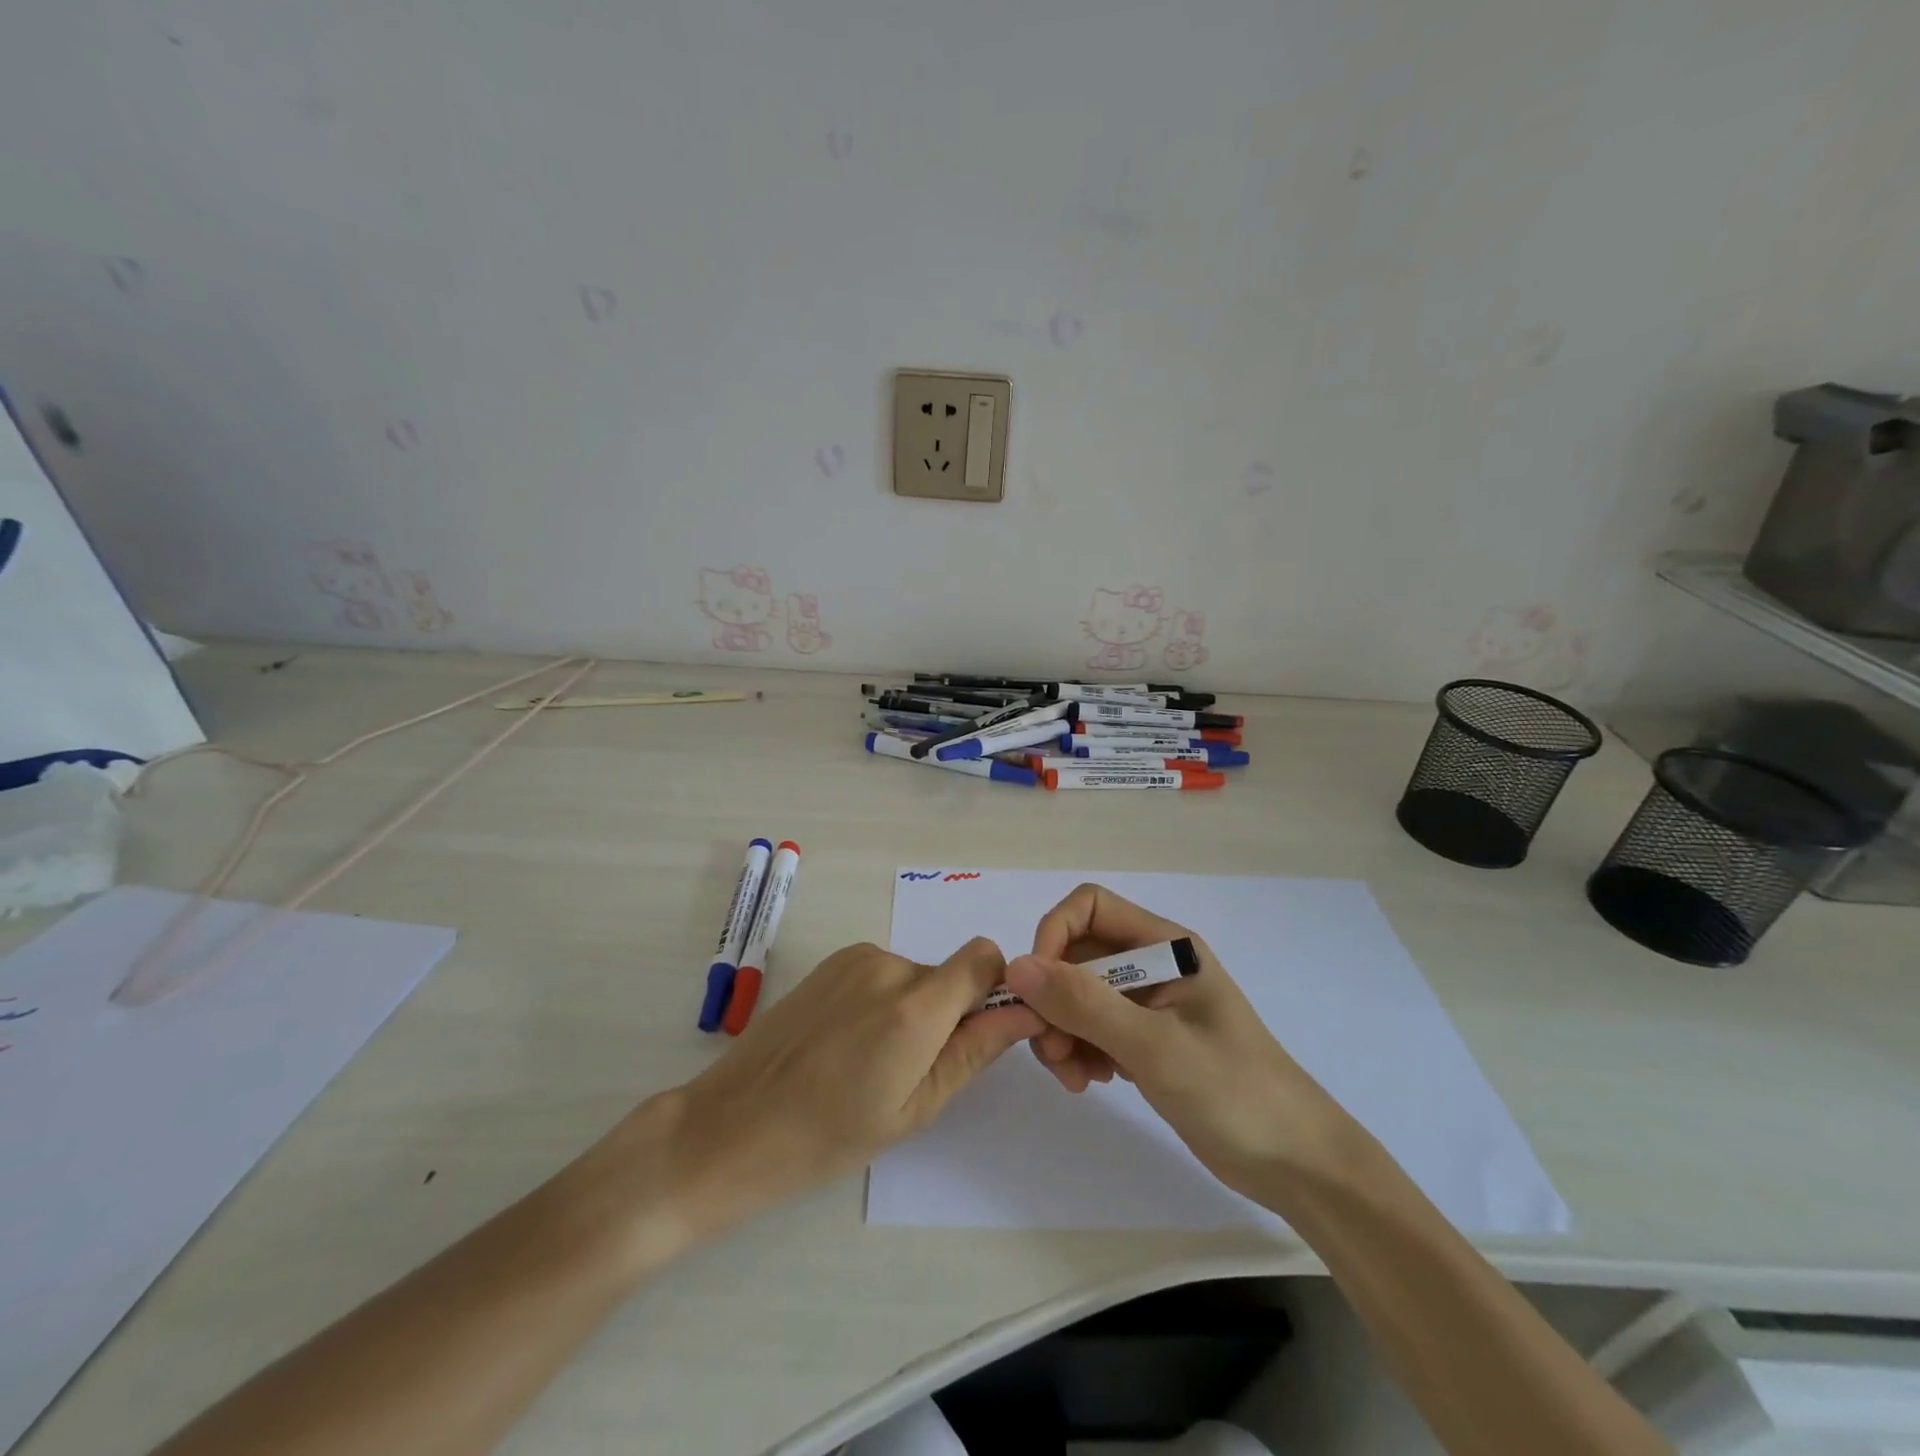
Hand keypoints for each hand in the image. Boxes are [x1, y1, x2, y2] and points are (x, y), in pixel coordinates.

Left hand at [661, 939, 1041, 1230]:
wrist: (734, 1124)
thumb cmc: (830, 1134)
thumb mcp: (915, 1108)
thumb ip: (974, 1051)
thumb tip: (1026, 1012)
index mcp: (916, 1006)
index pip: (984, 957)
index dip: (994, 989)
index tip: (978, 1032)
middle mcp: (889, 965)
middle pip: (948, 974)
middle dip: (947, 1013)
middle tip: (911, 1071)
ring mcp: (855, 959)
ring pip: (914, 976)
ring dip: (912, 1009)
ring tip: (870, 1062)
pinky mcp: (831, 962)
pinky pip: (882, 972)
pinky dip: (882, 1000)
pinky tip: (847, 1043)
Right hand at [1004, 884, 1354, 1198]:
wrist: (1297, 1163)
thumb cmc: (1234, 1092)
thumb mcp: (1154, 1046)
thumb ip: (1085, 1004)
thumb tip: (1017, 966)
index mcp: (1165, 946)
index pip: (1090, 907)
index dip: (1054, 936)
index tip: (1036, 988)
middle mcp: (1153, 965)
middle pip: (1077, 955)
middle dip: (1053, 998)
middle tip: (1052, 1050)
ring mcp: (1149, 1004)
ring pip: (1078, 994)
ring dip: (1062, 1029)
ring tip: (1073, 1076)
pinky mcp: (1146, 1040)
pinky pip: (1093, 1027)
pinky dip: (1080, 1049)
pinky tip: (1091, 1082)